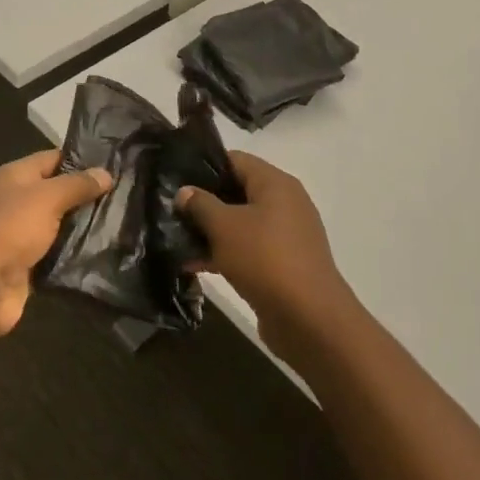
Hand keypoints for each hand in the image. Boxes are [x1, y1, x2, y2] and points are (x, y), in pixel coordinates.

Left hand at [0, 151, 111, 341]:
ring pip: (59, 225)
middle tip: (125, 196)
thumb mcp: (47, 198)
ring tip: (122, 223)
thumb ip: (77, 185)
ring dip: (83, 227)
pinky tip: (103, 252)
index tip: (114, 165)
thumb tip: (106, 173)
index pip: (52, 159)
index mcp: (14, 177)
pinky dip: (74, 254)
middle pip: (56, 193)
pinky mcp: (27, 265)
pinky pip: (56, 254)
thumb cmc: (10, 229)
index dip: (81, 160)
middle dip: (87, 195)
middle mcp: (15, 201)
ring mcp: (20, 235)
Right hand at [177, 152, 357, 353]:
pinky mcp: (281, 265)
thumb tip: (185, 192)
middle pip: (236, 192)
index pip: (235, 160)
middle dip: (203, 202)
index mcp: (275, 184)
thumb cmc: (265, 259)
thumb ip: (201, 204)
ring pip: (239, 224)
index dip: (204, 165)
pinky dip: (223, 253)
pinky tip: (192, 265)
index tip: (175, 176)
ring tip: (174, 239)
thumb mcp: (225, 227)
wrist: (309, 319)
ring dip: (209, 232)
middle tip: (170, 209)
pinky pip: (247, 249)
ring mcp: (284, 236)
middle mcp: (284, 204)